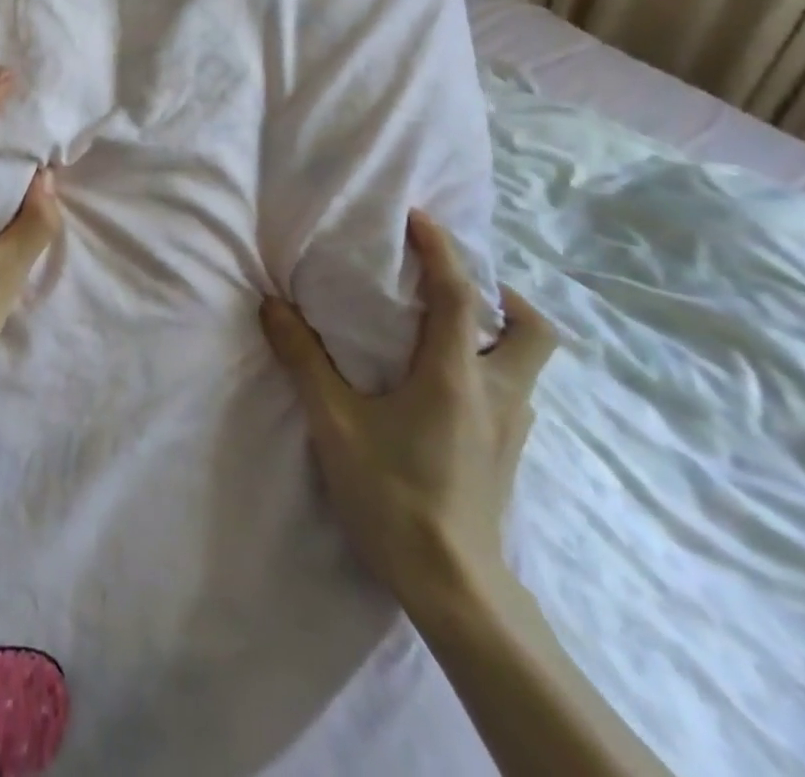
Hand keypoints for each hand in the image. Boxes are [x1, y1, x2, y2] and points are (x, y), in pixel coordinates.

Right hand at [259, 210, 557, 612]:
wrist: (453, 587)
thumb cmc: (392, 494)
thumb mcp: (335, 423)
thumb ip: (303, 359)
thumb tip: (271, 306)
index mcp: (456, 374)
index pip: (459, 293)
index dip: (441, 249)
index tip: (418, 218)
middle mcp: (497, 392)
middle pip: (532, 328)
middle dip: (504, 294)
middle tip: (455, 285)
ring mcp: (511, 427)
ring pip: (527, 362)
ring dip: (497, 331)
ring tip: (446, 328)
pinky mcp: (509, 454)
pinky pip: (512, 389)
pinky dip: (489, 366)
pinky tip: (447, 384)